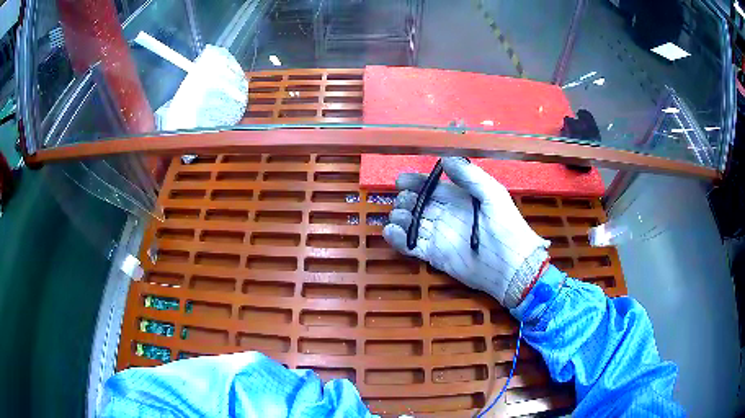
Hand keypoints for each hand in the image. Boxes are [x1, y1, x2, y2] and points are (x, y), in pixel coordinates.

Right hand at [383, 157, 549, 307]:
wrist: (510, 265)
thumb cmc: (505, 226)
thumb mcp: (492, 194)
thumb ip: (469, 176)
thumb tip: (445, 159)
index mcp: (459, 199)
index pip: (432, 187)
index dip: (416, 183)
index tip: (400, 181)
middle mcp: (447, 216)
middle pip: (419, 205)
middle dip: (406, 201)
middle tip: (403, 202)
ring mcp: (439, 236)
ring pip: (413, 224)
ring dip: (401, 218)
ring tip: (398, 217)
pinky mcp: (435, 256)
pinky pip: (412, 246)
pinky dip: (399, 240)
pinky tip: (391, 232)